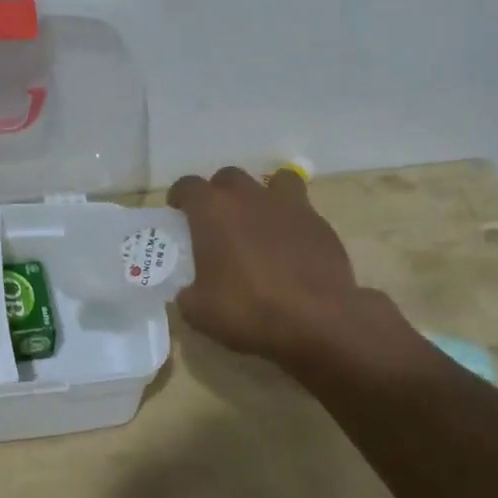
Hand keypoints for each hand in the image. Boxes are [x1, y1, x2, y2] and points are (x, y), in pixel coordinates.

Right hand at [166, 166, 361, 365]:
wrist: (318, 320)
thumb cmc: (249, 310)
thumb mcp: (200, 312)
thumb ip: (188, 294)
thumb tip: (189, 292)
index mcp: (212, 211)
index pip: (188, 185)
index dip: (180, 196)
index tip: (178, 212)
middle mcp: (249, 197)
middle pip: (228, 177)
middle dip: (219, 193)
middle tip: (218, 220)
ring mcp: (288, 206)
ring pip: (274, 180)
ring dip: (262, 193)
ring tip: (260, 219)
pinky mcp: (319, 223)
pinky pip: (301, 209)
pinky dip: (292, 220)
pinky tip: (291, 246)